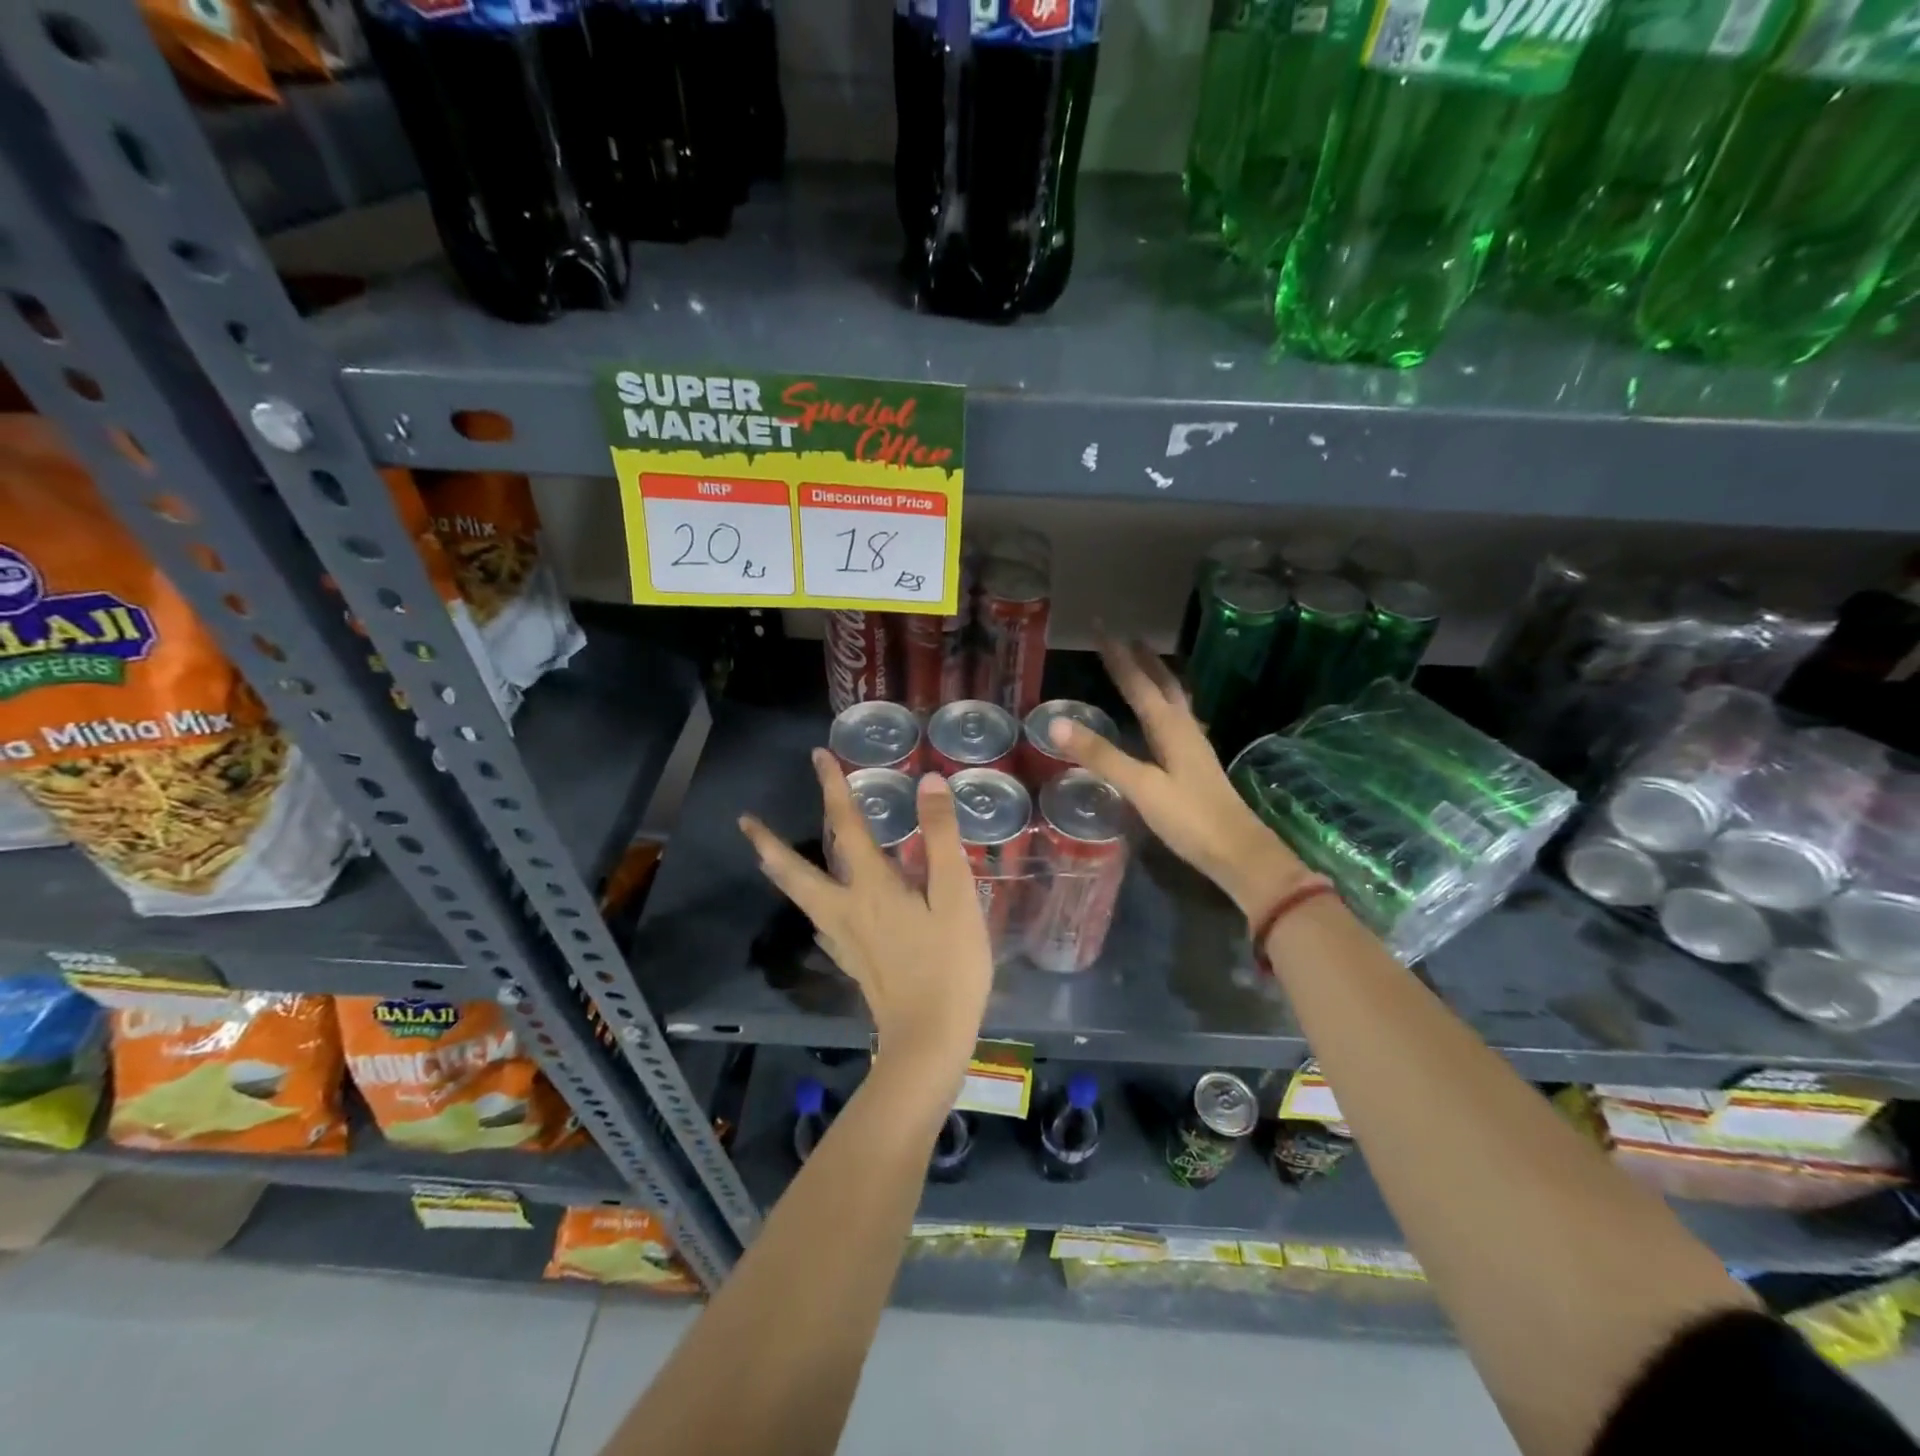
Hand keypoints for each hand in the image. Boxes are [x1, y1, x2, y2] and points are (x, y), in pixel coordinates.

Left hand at [739, 750, 991, 1087]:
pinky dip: (810, 904)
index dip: (833, 788)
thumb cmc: (949, 965)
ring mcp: (843, 940)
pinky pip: (820, 923)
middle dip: (769, 843)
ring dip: (782, 871)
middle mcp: (845, 909)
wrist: (930, 1040)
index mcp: (870, 887)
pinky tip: (820, 911)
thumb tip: (928, 783)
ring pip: (802, 898)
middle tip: (744, 821)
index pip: (847, 825)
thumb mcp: (955, 896)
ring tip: (769, 856)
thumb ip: (941, 838)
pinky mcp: (851, 962)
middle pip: (795, 872)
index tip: (818, 756)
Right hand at [1048, 635, 1310, 919]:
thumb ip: (1101, 755)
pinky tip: (1161, 716)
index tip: (1101, 627)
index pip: (1138, 682)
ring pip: (1172, 699)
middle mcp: (1184, 728)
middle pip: (1162, 682)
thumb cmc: (1189, 818)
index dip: (1117, 655)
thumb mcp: (1140, 787)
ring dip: (1156, 676)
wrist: (1238, 852)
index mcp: (1170, 727)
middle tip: (1123, 636)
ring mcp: (1193, 745)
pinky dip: (1162, 703)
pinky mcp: (1195, 763)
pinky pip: (1175, 718)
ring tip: (1143, 663)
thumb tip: (1056, 722)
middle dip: (1141, 658)